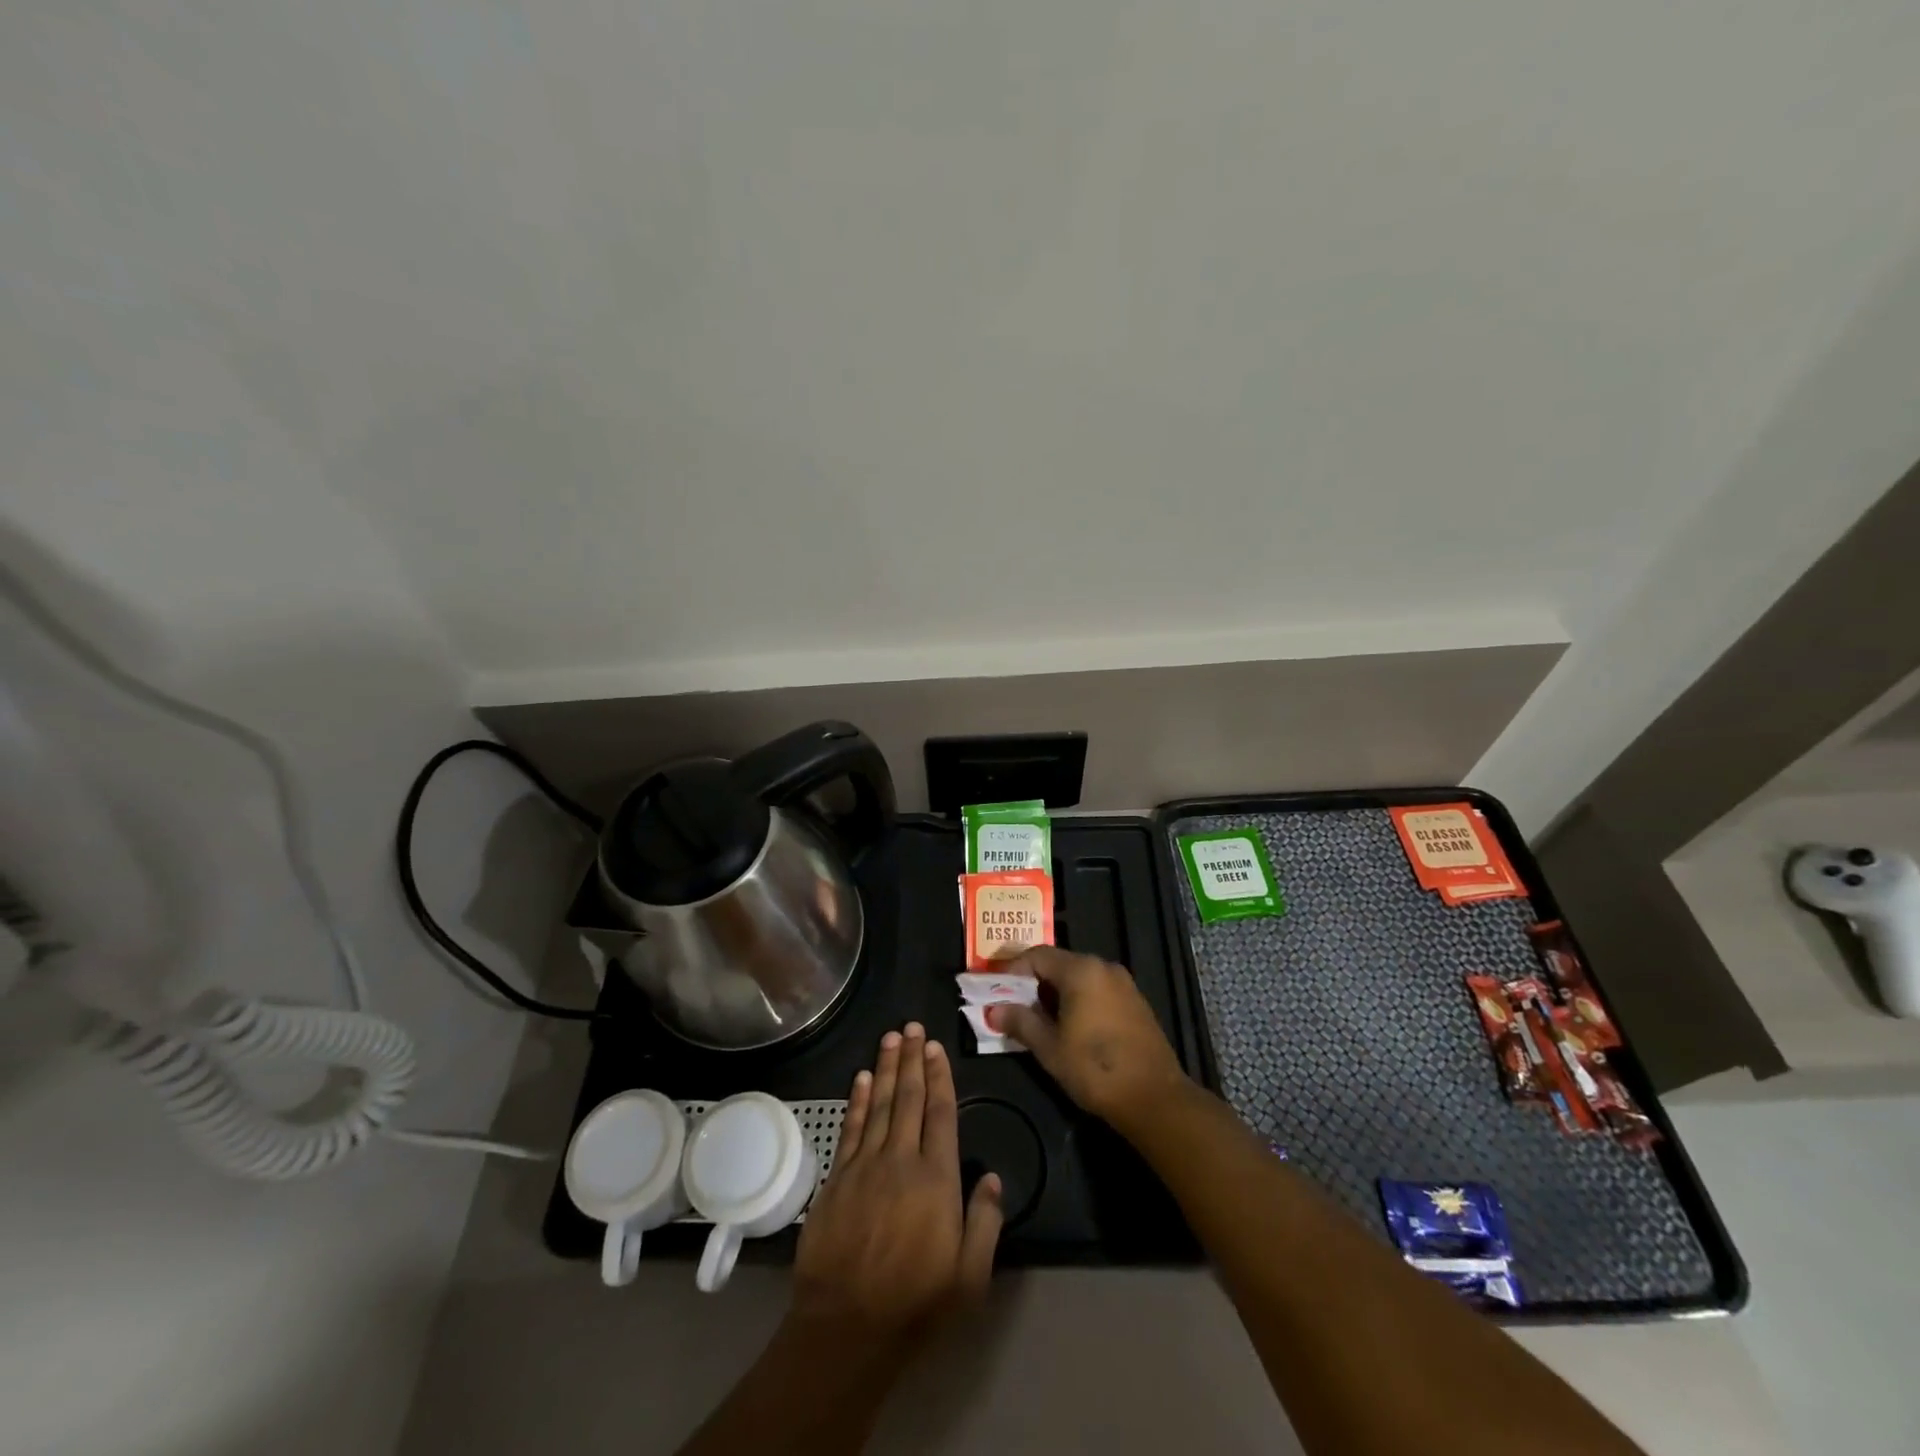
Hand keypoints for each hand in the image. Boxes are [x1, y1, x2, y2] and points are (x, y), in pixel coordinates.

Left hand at [792, 1022, 1003, 1346]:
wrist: (846, 1328)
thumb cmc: (916, 1303)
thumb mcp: (970, 1277)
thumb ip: (985, 1223)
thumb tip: (993, 1177)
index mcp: (936, 1178)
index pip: (940, 1113)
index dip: (939, 1077)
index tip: (936, 1047)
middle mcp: (901, 1160)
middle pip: (907, 1098)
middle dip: (911, 1059)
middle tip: (912, 1026)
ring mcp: (865, 1166)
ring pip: (877, 1104)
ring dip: (884, 1068)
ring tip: (890, 1038)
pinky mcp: (838, 1178)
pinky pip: (850, 1128)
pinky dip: (855, 1100)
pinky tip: (859, 1078)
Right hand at [987, 947, 1190, 1131]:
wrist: (1155, 1099)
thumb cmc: (1095, 1069)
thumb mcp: (1049, 1048)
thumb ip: (1020, 1022)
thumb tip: (994, 1010)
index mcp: (1081, 970)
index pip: (1036, 955)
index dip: (1012, 971)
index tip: (995, 991)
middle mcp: (1103, 967)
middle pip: (1058, 963)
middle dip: (1033, 983)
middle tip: (1013, 1007)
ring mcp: (1123, 983)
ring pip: (1078, 977)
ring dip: (1055, 993)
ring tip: (1038, 1020)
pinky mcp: (1135, 1002)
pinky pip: (1097, 990)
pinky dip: (1078, 1000)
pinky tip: (1070, 1027)